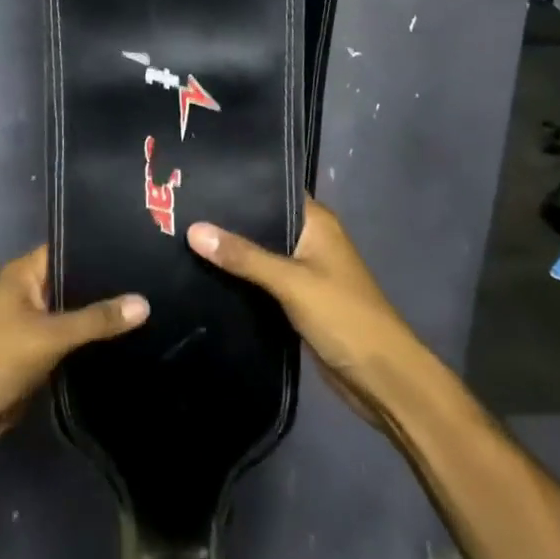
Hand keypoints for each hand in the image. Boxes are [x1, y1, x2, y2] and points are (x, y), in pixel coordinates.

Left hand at [0, 246, 147, 460]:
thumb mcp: (50, 335)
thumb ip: (97, 319)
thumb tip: (144, 302)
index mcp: (25, 274)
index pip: (69, 249)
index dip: (101, 249)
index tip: (141, 248)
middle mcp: (29, 293)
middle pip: (75, 284)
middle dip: (108, 287)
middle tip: (155, 282)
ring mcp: (32, 326)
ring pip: (74, 316)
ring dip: (101, 319)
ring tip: (152, 309)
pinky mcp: (37, 356)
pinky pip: (70, 343)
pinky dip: (91, 344)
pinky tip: (127, 343)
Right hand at [187, 198, 417, 425]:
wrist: (381, 378)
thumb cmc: (344, 316)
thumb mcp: (291, 282)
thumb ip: (244, 256)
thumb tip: (193, 229)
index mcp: (317, 223)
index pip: (273, 190)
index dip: (239, 185)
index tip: (198, 180)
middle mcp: (310, 240)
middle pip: (262, 222)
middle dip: (227, 220)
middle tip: (178, 209)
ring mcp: (304, 271)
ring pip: (260, 253)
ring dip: (232, 252)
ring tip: (182, 236)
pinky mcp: (297, 300)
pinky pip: (262, 281)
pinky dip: (240, 278)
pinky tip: (205, 273)